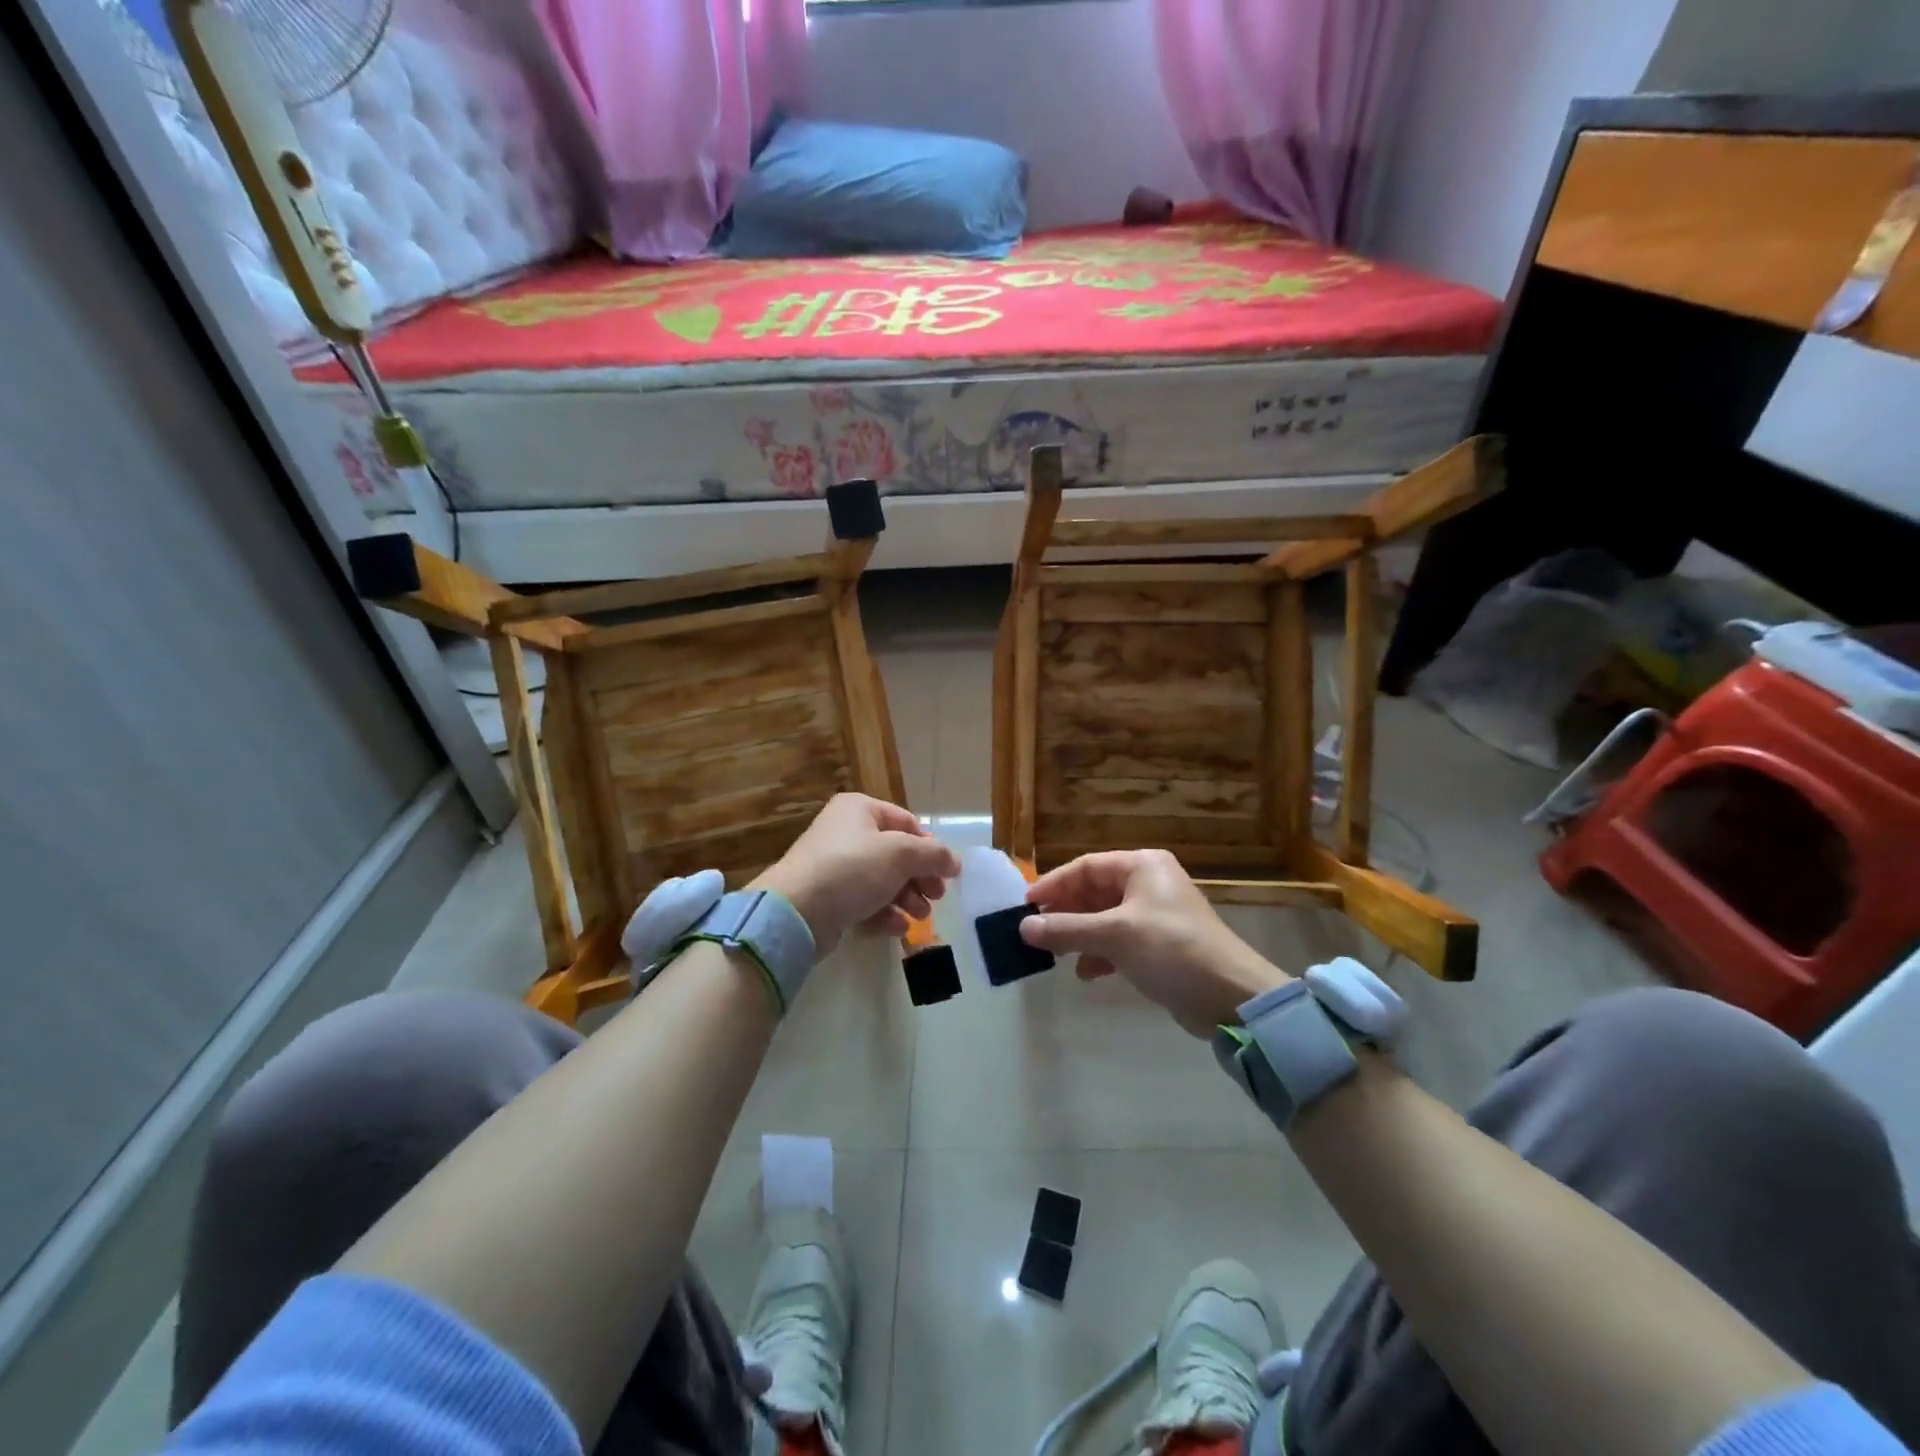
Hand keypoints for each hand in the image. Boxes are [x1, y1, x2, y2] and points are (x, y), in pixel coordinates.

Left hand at [753, 794, 959, 955]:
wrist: (796, 911)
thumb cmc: (852, 869)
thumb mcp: (901, 854)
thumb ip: (934, 855)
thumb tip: (954, 861)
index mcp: (860, 809)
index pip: (907, 823)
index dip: (930, 847)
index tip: (947, 872)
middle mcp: (846, 833)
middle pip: (896, 854)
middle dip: (920, 878)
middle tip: (936, 898)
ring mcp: (835, 867)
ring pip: (882, 881)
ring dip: (906, 899)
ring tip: (920, 917)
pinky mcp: (828, 899)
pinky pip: (864, 902)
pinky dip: (884, 914)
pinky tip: (898, 929)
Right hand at [1020, 850, 1288, 1035]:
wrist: (1230, 996)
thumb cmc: (1171, 950)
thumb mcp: (1114, 936)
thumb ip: (1066, 929)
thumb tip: (1023, 928)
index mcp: (1142, 866)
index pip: (1086, 867)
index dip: (1053, 885)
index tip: (1026, 906)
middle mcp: (1148, 884)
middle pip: (1094, 891)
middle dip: (1065, 913)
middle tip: (1036, 932)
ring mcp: (1155, 915)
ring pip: (1104, 918)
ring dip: (1079, 935)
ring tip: (1056, 954)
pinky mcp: (1160, 945)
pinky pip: (1118, 941)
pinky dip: (1100, 953)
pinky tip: (1086, 972)